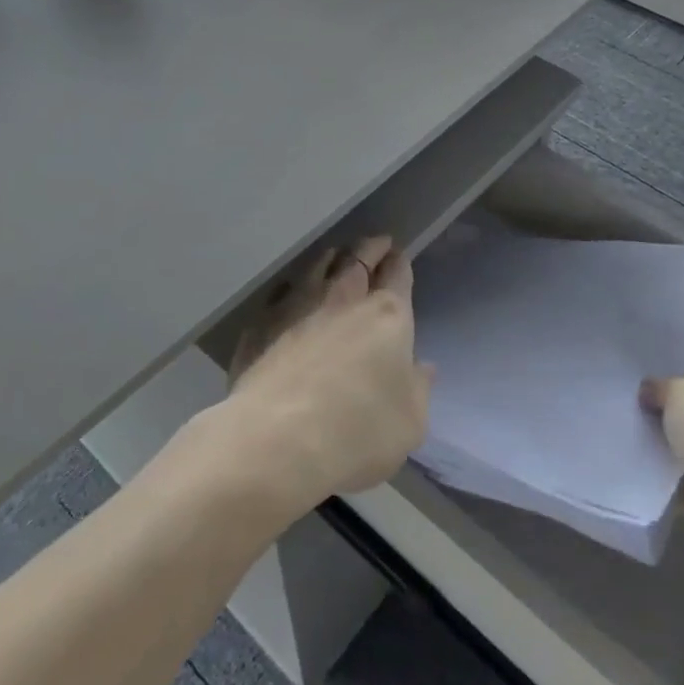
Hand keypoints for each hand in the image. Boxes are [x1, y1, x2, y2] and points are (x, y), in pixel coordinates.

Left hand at [221, 236, 430, 516]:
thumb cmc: (356, 433)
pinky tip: (290, 294)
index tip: (399, 256)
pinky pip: (280, 292)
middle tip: (377, 244)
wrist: (275, 441)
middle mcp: (343, 298)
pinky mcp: (261, 323)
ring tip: (335, 256)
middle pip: (359, 257)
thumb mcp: (410, 424)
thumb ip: (419, 389)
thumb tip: (423, 368)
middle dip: (371, 247)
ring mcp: (297, 305)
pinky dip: (291, 288)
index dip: (400, 262)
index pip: (397, 273)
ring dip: (331, 258)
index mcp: (387, 315)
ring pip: (318, 266)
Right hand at [641, 362, 683, 562]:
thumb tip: (649, 392)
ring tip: (621, 425)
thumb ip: (661, 387)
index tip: (644, 362)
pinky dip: (662, 476)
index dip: (679, 362)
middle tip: (626, 393)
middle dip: (666, 404)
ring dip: (662, 443)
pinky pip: (681, 479)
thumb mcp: (683, 392)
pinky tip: (631, 462)